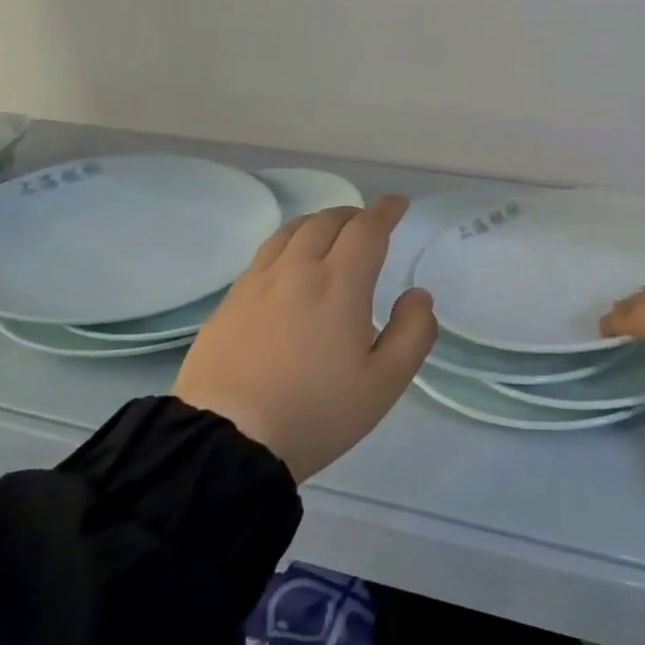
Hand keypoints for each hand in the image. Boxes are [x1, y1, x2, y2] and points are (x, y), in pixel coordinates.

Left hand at [174, 196, 437, 481]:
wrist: (227, 440)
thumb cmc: (316, 412)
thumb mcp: (384, 383)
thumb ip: (413, 333)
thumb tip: (418, 295)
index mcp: (339, 284)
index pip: (367, 229)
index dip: (386, 211)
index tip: (398, 204)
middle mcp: (297, 270)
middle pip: (327, 221)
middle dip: (354, 215)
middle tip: (369, 224)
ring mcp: (258, 282)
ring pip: (292, 231)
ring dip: (319, 222)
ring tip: (330, 233)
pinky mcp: (231, 301)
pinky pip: (266, 253)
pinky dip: (289, 242)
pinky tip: (289, 264)